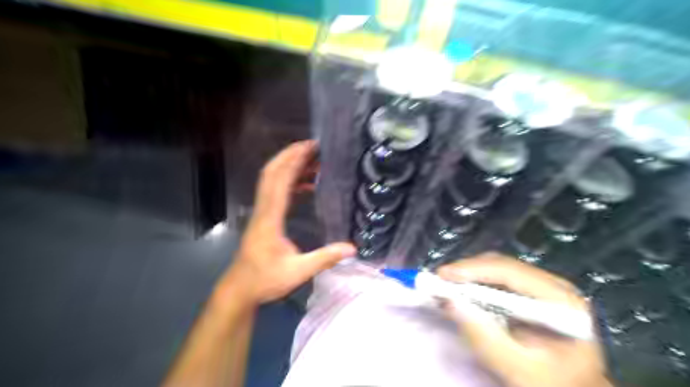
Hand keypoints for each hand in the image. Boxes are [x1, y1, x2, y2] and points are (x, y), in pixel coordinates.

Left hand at [219, 141, 355, 306]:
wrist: (240, 289)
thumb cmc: (265, 280)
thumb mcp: (298, 272)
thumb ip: (325, 258)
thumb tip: (352, 248)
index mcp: (270, 218)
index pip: (280, 181)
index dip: (294, 161)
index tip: (310, 147)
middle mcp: (263, 209)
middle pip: (271, 173)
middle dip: (290, 155)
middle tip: (312, 146)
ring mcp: (262, 212)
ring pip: (271, 180)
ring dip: (289, 166)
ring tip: (313, 161)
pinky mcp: (264, 217)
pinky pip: (275, 192)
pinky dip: (289, 182)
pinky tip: (305, 185)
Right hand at [439, 252, 610, 386]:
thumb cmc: (551, 384)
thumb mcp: (517, 368)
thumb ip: (484, 337)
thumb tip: (449, 302)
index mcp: (561, 300)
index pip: (510, 272)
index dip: (473, 269)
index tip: (442, 275)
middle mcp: (553, 285)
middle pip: (501, 265)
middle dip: (467, 271)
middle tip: (438, 281)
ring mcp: (543, 287)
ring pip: (497, 269)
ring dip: (469, 276)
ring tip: (446, 285)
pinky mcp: (531, 293)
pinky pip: (498, 279)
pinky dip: (476, 284)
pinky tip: (462, 292)